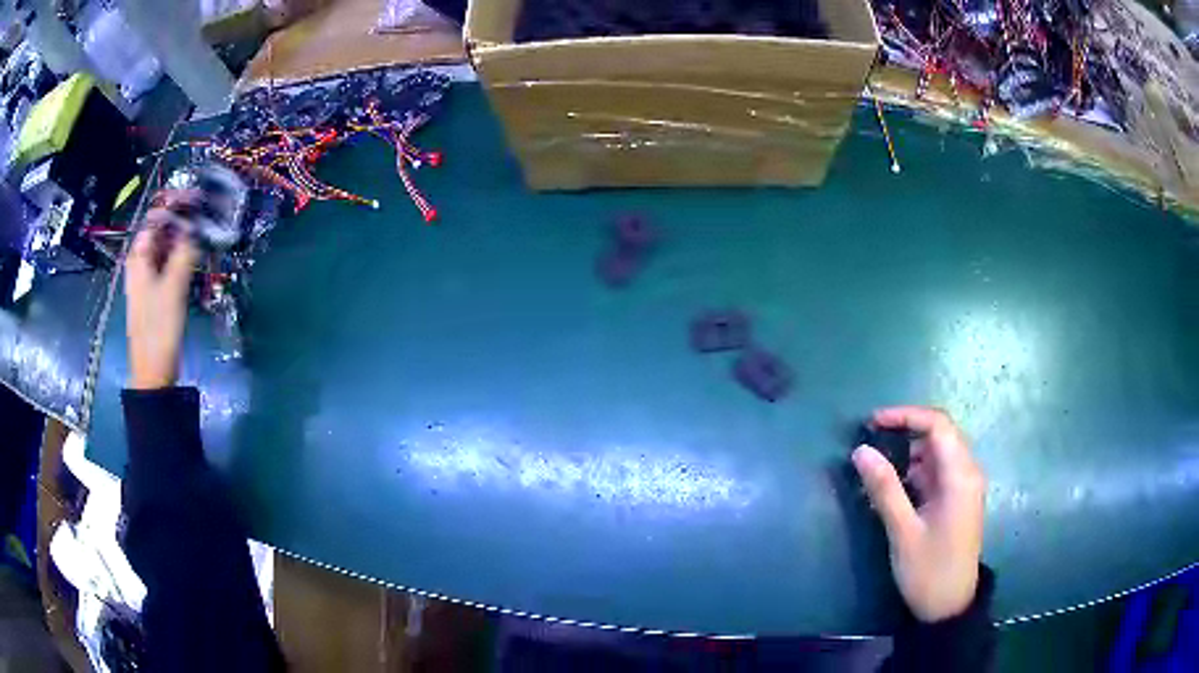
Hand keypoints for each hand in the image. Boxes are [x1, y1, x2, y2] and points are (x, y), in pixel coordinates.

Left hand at [125, 191, 199, 389]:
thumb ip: (185, 252)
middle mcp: (140, 262)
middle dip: (182, 219)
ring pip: (166, 247)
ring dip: (183, 238)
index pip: (156, 217)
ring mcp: (146, 278)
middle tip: (206, 214)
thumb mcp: (174, 288)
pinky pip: (168, 263)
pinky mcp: (155, 292)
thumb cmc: (159, 329)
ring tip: (204, 233)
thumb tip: (197, 226)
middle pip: (160, 230)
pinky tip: (195, 257)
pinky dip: (181, 255)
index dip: (175, 203)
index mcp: (138, 257)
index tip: (199, 196)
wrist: (153, 373)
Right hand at [852, 406, 985, 622]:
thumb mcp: (903, 531)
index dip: (905, 416)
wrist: (948, 607)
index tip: (872, 423)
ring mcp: (963, 487)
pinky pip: (935, 473)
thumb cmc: (928, 570)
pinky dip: (913, 474)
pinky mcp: (956, 500)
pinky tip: (891, 491)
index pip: (938, 425)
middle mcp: (967, 473)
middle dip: (904, 433)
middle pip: (938, 435)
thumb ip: (884, 488)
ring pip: (935, 454)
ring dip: (907, 455)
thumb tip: (860, 451)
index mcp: (960, 476)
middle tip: (869, 443)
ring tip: (875, 471)